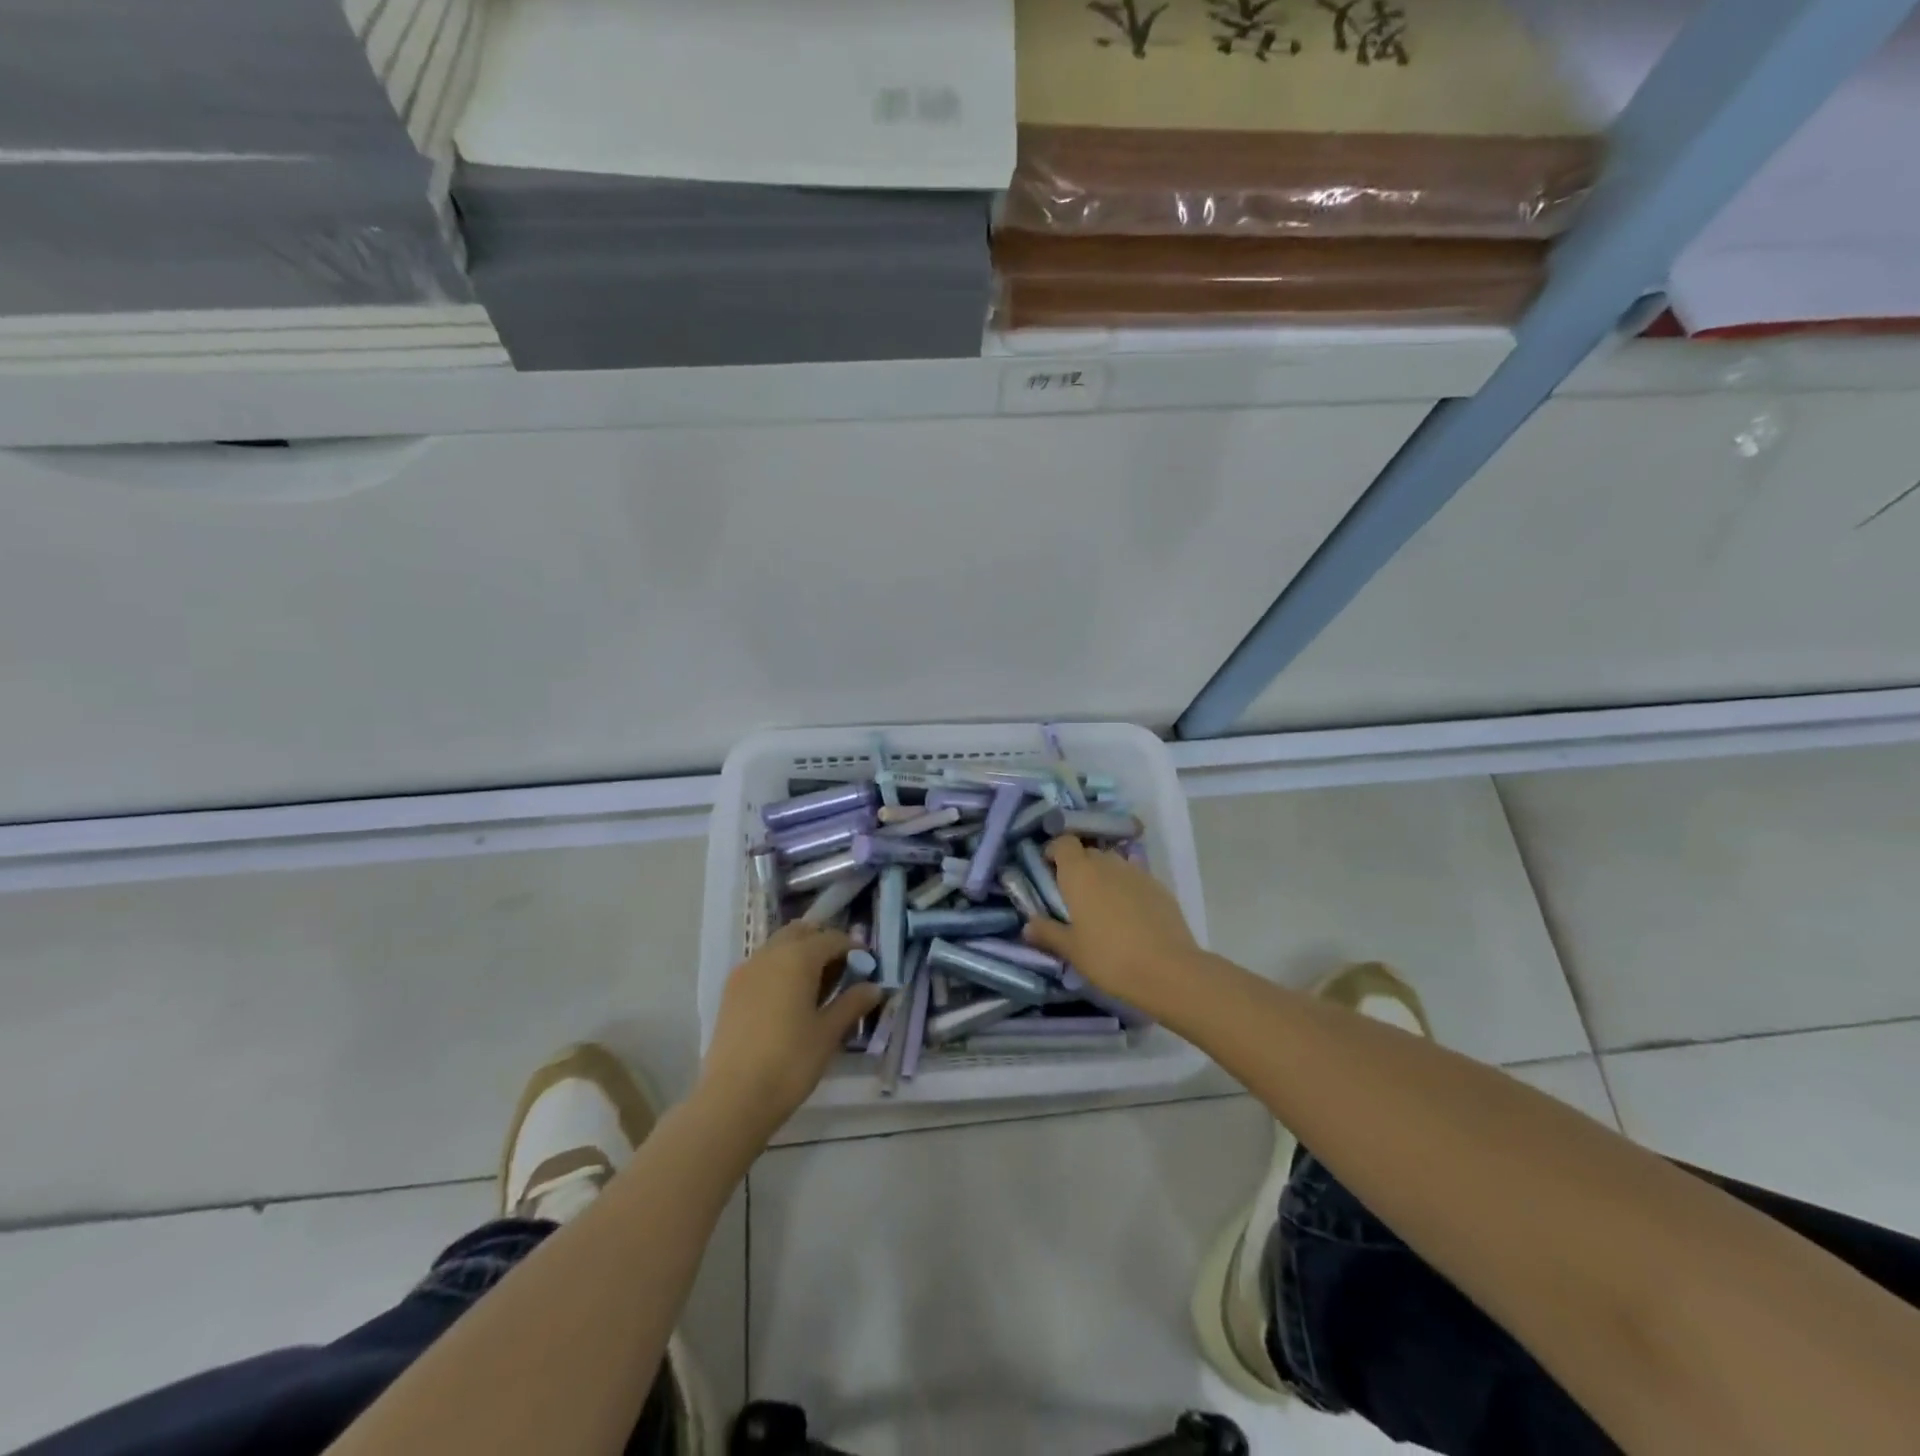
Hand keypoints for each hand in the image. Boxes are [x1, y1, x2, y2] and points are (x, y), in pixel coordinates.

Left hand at [698, 923, 882, 1139]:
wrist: (733, 1098)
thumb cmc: (790, 1062)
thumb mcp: (829, 1033)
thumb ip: (852, 1004)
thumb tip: (874, 987)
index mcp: (797, 957)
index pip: (832, 939)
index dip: (853, 949)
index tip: (867, 967)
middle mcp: (770, 954)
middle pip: (801, 933)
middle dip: (823, 944)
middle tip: (841, 971)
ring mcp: (746, 971)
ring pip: (778, 947)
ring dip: (800, 955)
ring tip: (817, 988)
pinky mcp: (731, 991)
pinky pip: (762, 965)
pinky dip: (780, 969)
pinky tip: (789, 1000)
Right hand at [1023, 836, 1202, 1011]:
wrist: (1168, 970)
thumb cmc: (1109, 957)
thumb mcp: (1071, 949)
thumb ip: (1047, 932)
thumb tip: (1028, 925)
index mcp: (1079, 872)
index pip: (1063, 842)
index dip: (1055, 851)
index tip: (1048, 871)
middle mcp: (1107, 864)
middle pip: (1088, 852)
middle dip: (1078, 867)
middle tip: (1072, 895)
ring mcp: (1136, 872)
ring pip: (1113, 864)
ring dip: (1103, 877)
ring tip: (1101, 906)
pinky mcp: (1159, 887)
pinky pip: (1134, 879)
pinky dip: (1126, 889)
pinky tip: (1128, 916)